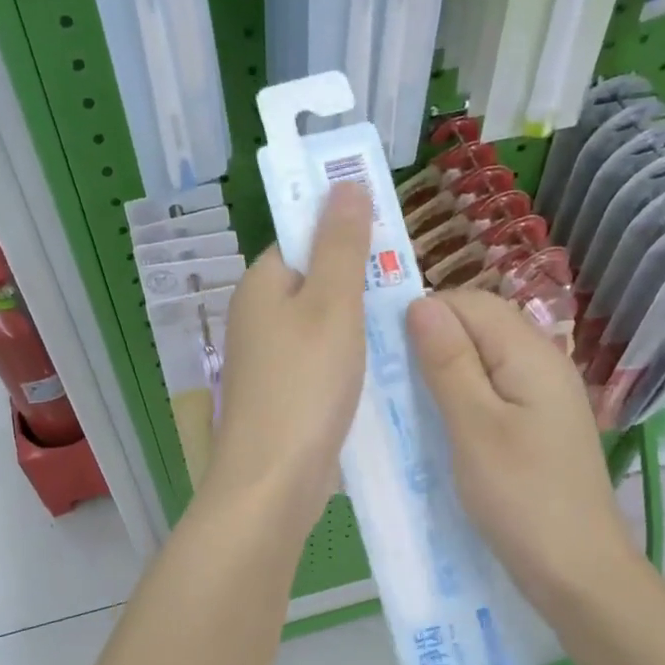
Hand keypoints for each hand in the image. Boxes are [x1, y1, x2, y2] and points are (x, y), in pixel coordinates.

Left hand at [206, 182, 371, 538]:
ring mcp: (268, 361)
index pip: (302, 238)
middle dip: (361, 284)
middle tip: (408, 292)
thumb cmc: (304, 385)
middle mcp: (256, 317)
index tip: (391, 246)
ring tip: (404, 330)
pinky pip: (322, 363)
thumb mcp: (332, 305)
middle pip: (315, 282)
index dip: (345, 235)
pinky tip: (381, 372)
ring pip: (322, 326)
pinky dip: (350, 362)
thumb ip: (341, 244)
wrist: (273, 482)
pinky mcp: (283, 396)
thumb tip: (344, 182)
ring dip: (360, 326)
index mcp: (260, 284)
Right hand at [407, 289, 643, 611]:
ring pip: (485, 361)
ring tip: (407, 400)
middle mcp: (543, 364)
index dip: (427, 313)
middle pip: (481, 327)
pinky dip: (462, 398)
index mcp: (531, 354)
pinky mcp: (538, 426)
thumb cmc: (521, 498)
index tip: (385, 346)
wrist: (578, 573)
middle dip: (433, 340)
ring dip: (444, 371)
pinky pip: (493, 392)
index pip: (472, 302)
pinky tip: (440, 423)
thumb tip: (421, 302)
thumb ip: (449, 362)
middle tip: (391, 377)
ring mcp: (543, 397)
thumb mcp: (474, 427)